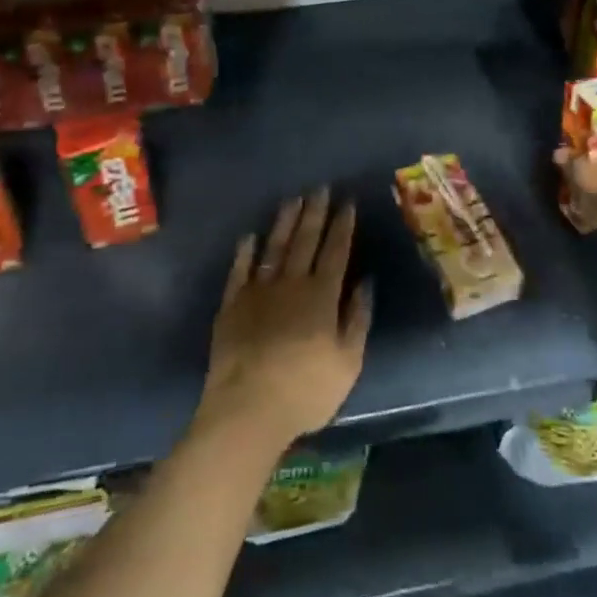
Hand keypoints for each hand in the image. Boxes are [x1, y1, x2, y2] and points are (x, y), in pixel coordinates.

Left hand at [198, 188, 372, 446]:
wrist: (247, 408)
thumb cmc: (306, 391)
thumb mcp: (348, 362)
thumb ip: (357, 319)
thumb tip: (365, 283)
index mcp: (322, 296)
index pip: (335, 252)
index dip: (342, 226)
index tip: (347, 203)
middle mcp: (291, 284)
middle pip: (305, 241)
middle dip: (315, 213)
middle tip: (320, 188)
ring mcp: (258, 291)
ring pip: (274, 247)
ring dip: (285, 222)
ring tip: (293, 199)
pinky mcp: (232, 304)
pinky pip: (240, 270)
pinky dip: (245, 251)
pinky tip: (249, 236)